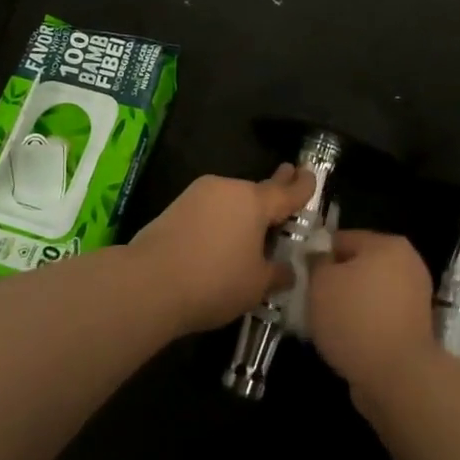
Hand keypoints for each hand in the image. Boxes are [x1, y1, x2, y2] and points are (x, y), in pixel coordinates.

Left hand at [129, 165, 315, 334]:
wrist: (149, 282)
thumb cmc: (214, 281)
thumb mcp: (256, 285)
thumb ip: (277, 274)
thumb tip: (287, 270)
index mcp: (255, 201)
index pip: (287, 191)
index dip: (303, 185)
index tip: (311, 174)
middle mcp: (228, 188)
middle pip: (257, 190)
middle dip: (274, 188)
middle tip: (287, 177)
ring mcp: (198, 194)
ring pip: (230, 199)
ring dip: (242, 210)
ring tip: (251, 230)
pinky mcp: (175, 207)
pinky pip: (210, 209)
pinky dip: (220, 220)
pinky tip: (220, 239)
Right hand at [306, 229, 436, 397]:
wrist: (397, 376)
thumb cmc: (355, 318)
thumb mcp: (320, 283)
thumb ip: (316, 263)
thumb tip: (320, 259)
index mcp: (388, 244)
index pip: (342, 239)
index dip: (317, 256)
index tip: (301, 277)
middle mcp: (408, 263)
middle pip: (358, 265)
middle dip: (335, 281)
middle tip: (312, 301)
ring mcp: (415, 296)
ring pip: (368, 292)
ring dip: (349, 304)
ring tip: (327, 325)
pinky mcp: (415, 327)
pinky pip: (379, 316)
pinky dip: (364, 324)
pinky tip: (346, 339)